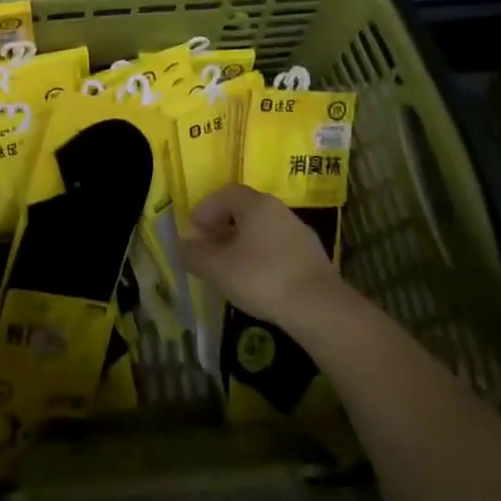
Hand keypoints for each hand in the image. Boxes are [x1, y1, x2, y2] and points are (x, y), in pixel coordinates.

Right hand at [178, 185, 343, 332]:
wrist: (319, 308)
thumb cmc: (262, 277)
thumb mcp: (218, 268)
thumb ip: (195, 255)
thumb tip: (180, 247)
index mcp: (257, 205)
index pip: (227, 193)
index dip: (207, 207)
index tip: (195, 228)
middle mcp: (280, 211)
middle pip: (246, 210)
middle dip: (224, 225)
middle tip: (209, 245)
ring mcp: (300, 233)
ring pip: (264, 230)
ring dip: (243, 242)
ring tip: (230, 265)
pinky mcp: (313, 258)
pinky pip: (279, 248)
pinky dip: (262, 256)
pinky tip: (257, 279)